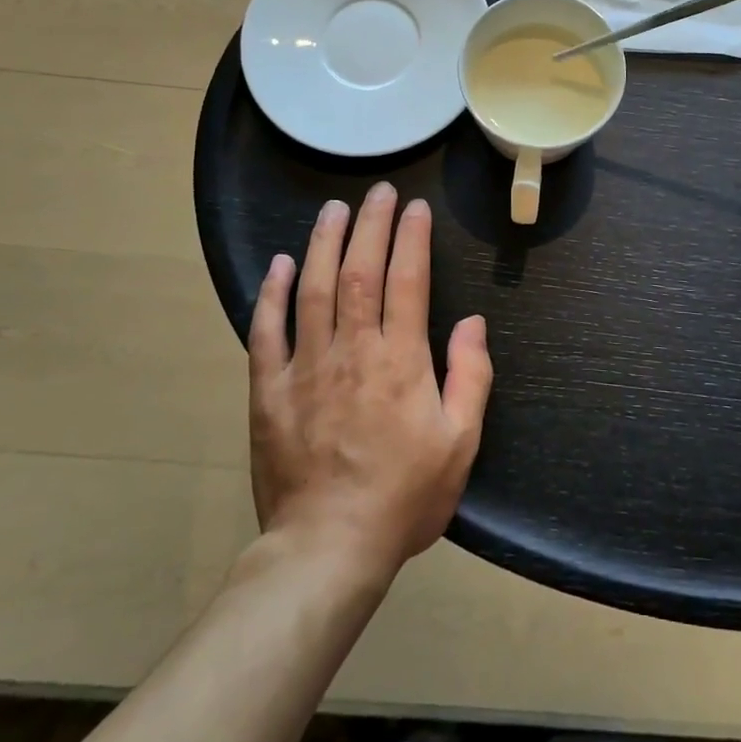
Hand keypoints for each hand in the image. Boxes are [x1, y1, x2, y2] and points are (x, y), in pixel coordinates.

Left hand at [247, 183, 491, 577]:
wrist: (327, 550)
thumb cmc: (403, 497)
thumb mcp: (460, 443)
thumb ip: (471, 377)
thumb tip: (473, 323)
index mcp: (401, 360)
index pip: (408, 280)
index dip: (412, 238)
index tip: (415, 207)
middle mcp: (353, 350)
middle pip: (360, 271)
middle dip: (371, 225)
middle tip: (378, 192)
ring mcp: (306, 368)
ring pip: (314, 289)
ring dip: (324, 243)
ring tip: (333, 208)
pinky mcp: (270, 391)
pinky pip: (266, 332)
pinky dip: (272, 294)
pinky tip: (280, 264)